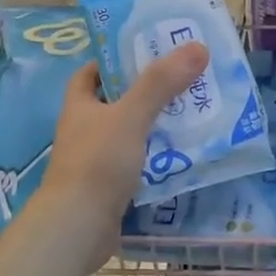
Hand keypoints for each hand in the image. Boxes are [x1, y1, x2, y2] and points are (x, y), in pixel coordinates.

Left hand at [38, 42, 210, 269]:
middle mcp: (83, 132)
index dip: (113, 61)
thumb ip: (161, 83)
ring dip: (154, 128)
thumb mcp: (131, 116)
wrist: (78, 228)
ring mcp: (94, 162)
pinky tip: (183, 157)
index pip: (90, 74)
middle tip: (182, 82)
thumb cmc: (98, 163)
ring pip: (128, 136)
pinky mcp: (108, 189)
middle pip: (114, 104)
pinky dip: (157, 160)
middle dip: (145, 94)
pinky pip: (137, 166)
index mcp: (80, 107)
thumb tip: (197, 47)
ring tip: (192, 116)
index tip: (145, 53)